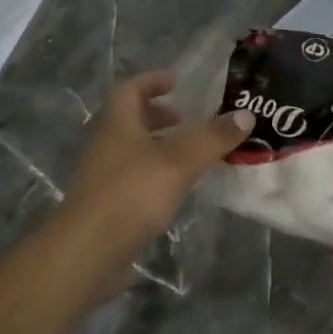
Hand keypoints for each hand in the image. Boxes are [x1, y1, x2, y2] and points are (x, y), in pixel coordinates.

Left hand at [55, 70, 254, 266]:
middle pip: (132, 120)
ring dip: (161, 147)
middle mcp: (107, 145)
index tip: (179, 82)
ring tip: (193, 156)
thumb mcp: (178, 162)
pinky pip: (136, 179)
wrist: (86, 253)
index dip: (153, 80)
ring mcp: (104, 177)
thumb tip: (246, 114)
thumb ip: (212, 138)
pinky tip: (178, 190)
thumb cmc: (130, 195)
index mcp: (118, 124)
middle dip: (161, 116)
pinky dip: (157, 175)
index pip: (131, 88)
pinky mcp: (108, 206)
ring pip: (134, 151)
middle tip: (190, 120)